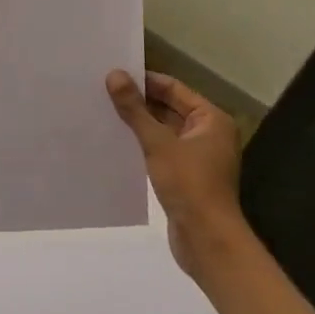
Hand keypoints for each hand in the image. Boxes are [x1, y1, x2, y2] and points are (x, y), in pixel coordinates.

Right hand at [106, 70, 244, 277]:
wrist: (206, 240)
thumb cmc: (189, 184)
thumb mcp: (158, 143)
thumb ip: (135, 109)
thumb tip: (114, 74)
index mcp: (211, 119)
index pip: (174, 88)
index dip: (145, 80)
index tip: (114, 74)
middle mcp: (208, 133)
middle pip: (169, 108)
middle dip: (139, 101)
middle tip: (103, 91)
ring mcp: (197, 156)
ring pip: (163, 130)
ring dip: (139, 123)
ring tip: (103, 111)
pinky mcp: (185, 175)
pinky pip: (161, 150)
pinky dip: (142, 144)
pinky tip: (116, 141)